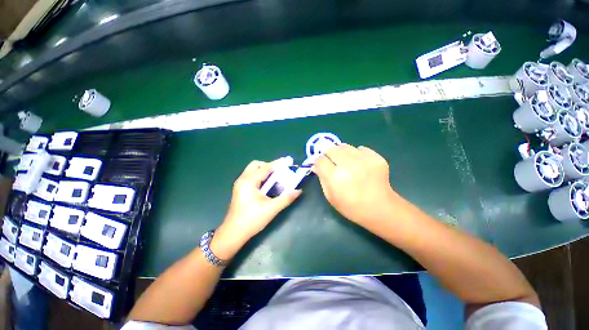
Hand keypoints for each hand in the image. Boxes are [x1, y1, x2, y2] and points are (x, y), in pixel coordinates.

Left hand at [212, 159, 301, 259]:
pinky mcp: (240, 189)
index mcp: (248, 182)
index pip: (265, 168)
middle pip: (256, 165)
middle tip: (280, 172)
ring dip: (265, 171)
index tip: (288, 160)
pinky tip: (268, 185)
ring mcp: (240, 184)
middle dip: (269, 166)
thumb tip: (298, 190)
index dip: (278, 164)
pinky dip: (261, 176)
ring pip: (253, 170)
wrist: (233, 234)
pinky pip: (251, 176)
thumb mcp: (271, 209)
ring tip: (276, 178)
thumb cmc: (251, 220)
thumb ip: (286, 198)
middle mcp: (243, 179)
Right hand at [312, 144, 397, 226]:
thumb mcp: (330, 196)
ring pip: (345, 146)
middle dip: (329, 154)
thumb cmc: (351, 206)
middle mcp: (348, 165)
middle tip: (333, 162)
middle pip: (331, 149)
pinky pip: (360, 149)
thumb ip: (322, 179)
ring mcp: (363, 160)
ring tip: (346, 162)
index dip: (319, 161)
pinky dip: (357, 154)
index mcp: (335, 177)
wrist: (379, 208)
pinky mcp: (375, 157)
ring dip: (341, 153)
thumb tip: (315, 165)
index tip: (321, 164)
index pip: (320, 159)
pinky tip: (359, 164)